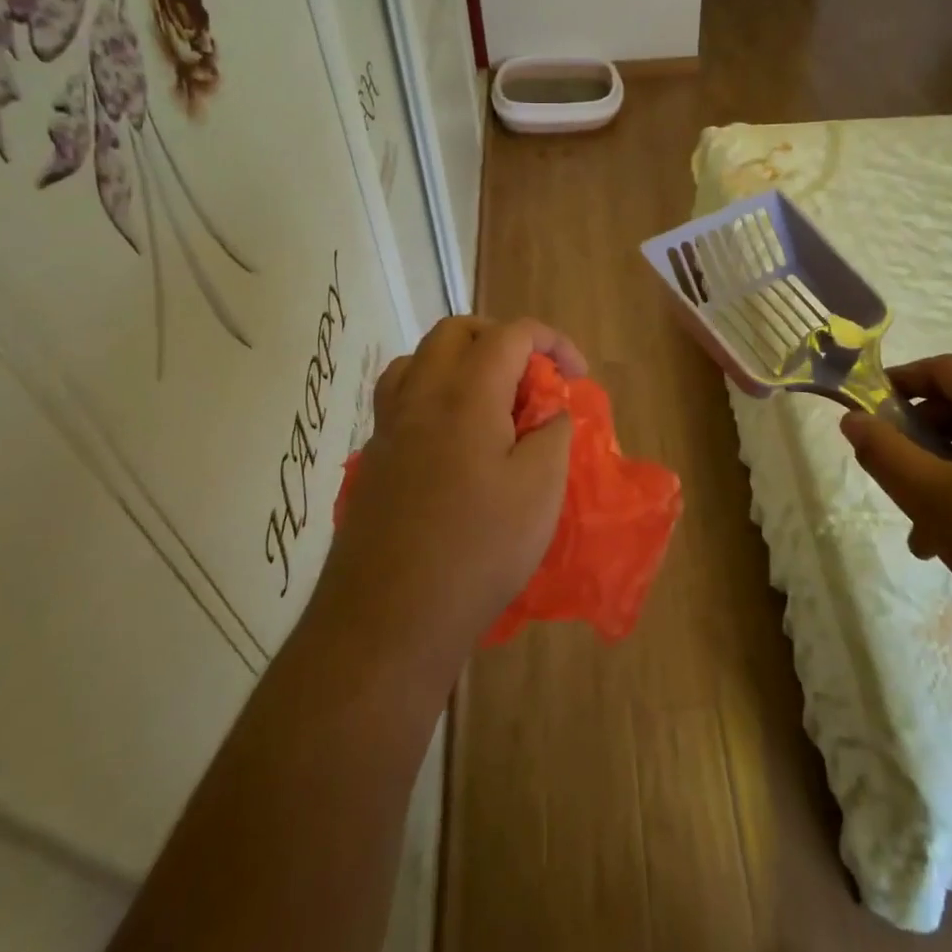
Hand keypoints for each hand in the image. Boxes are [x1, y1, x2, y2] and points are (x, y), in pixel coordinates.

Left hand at [309, 316, 586, 682]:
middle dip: (501, 339)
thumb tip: (549, 411)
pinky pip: (400, 398)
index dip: (552, 342)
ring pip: (419, 359)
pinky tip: (452, 437)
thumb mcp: (540, 490)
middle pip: (456, 332)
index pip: (511, 334)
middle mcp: (420, 396)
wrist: (389, 618)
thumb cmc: (477, 550)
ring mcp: (389, 427)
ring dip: (460, 360)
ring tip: (490, 399)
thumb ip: (552, 434)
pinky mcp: (374, 459)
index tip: (577, 375)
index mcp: (466, 394)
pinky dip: (432, 393)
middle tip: (532, 378)